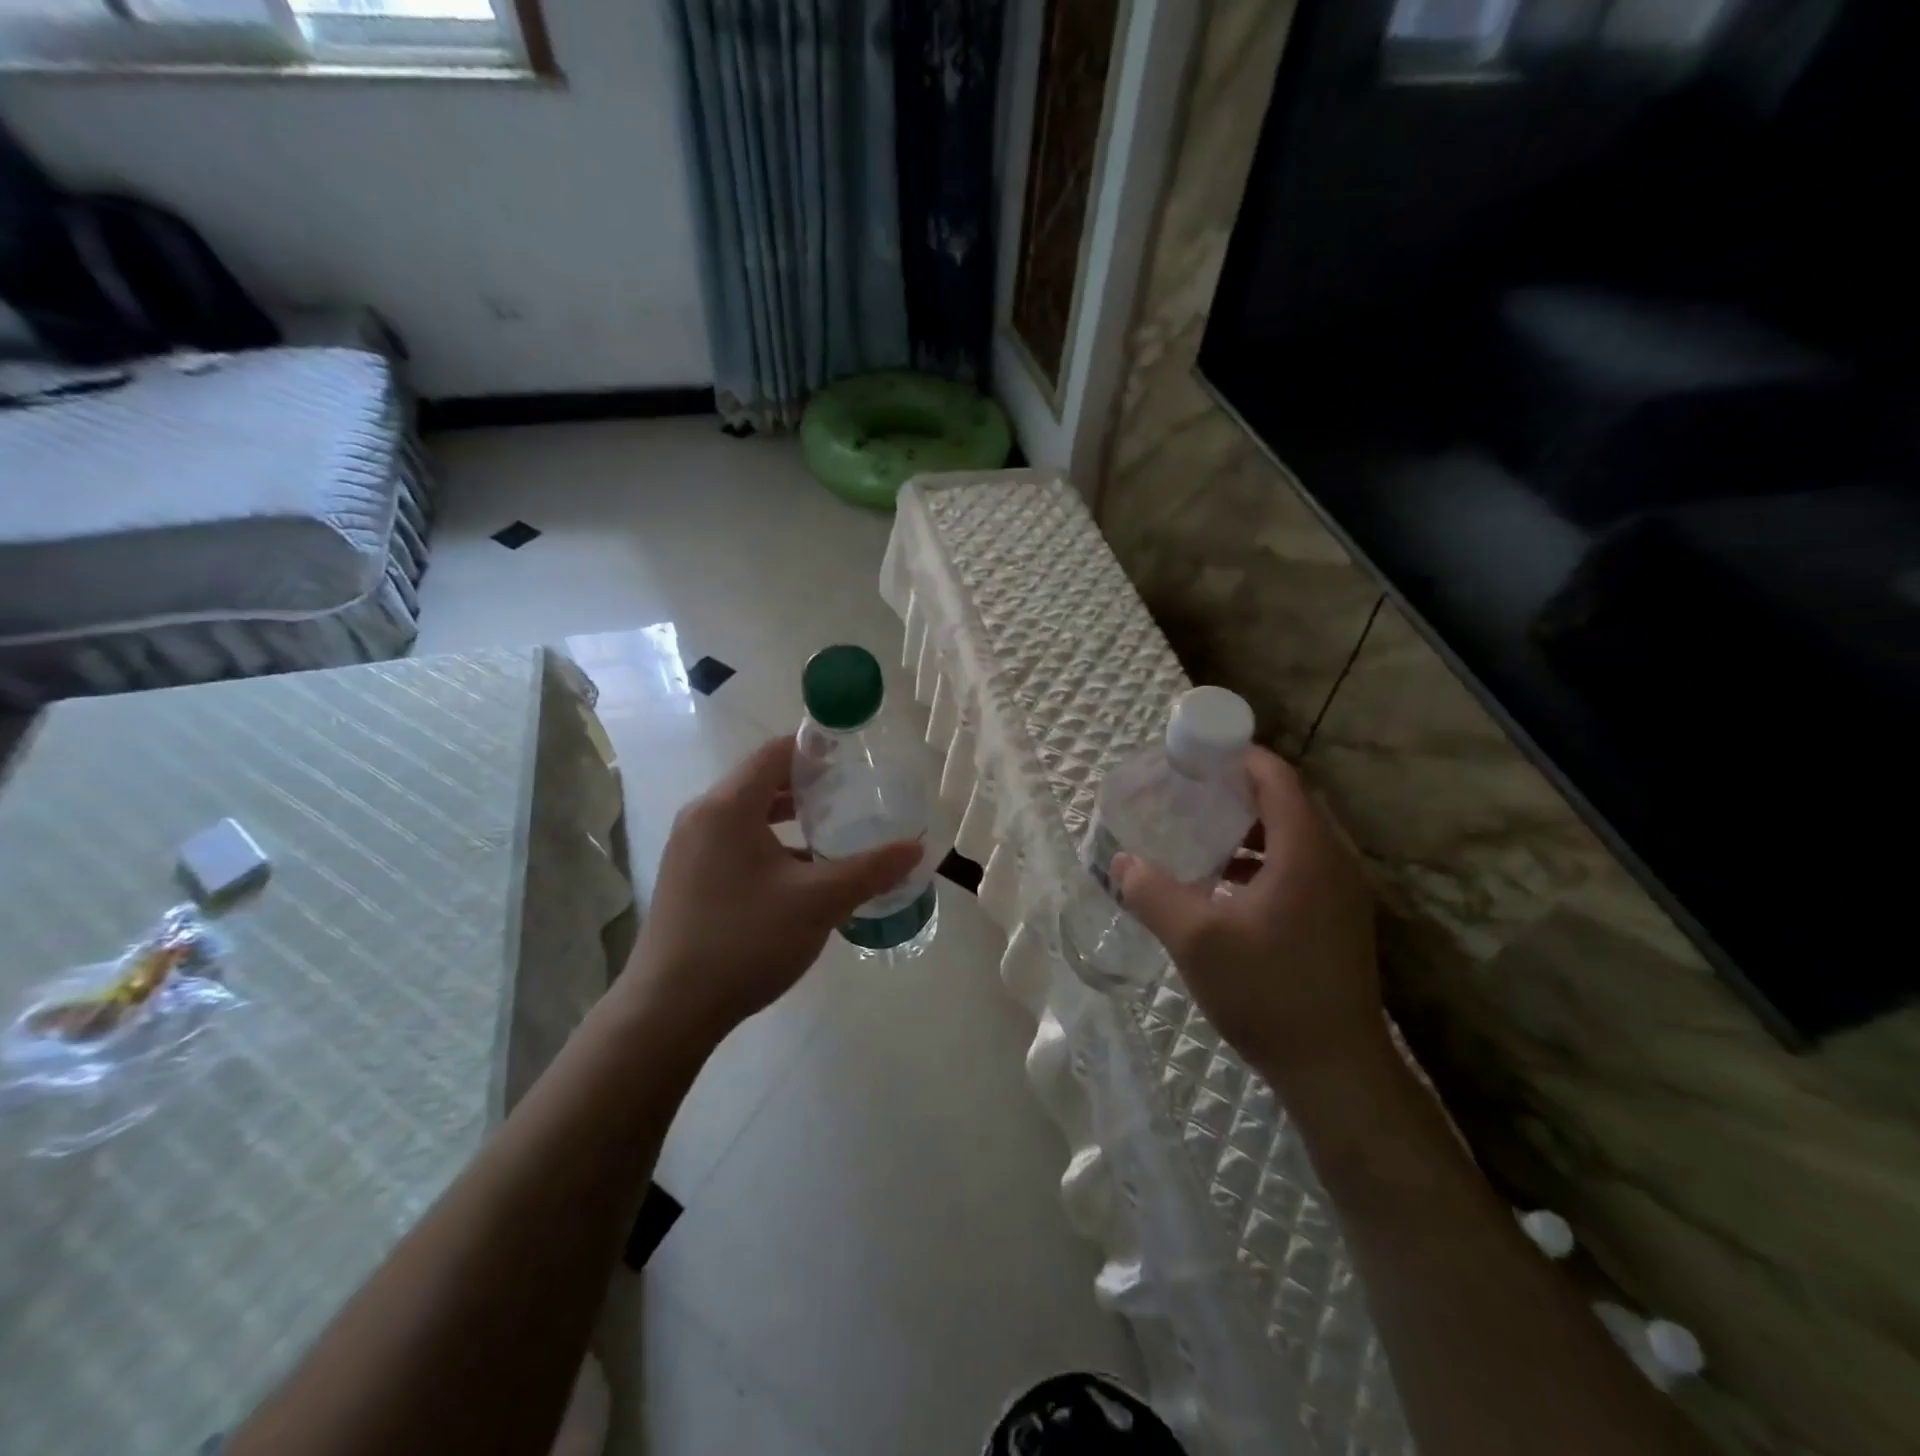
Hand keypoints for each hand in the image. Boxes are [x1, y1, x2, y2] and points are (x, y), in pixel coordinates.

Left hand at [618, 736, 919, 1041]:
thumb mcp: (818, 902)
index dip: (816, 749)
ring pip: (748, 816)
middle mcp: (702, 816)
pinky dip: (770, 845)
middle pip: (761, 781)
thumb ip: (870, 870)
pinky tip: (801, 874)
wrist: (669, 1010)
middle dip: (808, 785)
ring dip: (789, 817)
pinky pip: (735, 843)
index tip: (854, 757)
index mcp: (728, 806)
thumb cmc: (745, 940)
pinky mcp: (687, 878)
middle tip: (853, 793)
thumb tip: (917, 848)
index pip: (775, 753)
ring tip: (833, 830)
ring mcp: (690, 849)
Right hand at [1113, 746, 1385, 1096]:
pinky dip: (1261, 859)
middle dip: (1237, 790)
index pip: (1277, 778)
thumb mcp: (1196, 940)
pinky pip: (1299, 866)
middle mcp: (1333, 861)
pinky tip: (1224, 885)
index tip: (1196, 755)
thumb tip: (1122, 863)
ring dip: (1248, 828)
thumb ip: (1153, 893)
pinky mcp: (1338, 919)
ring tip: (1200, 832)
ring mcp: (1341, 893)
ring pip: (1293, 837)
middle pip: (1286, 802)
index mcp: (1306, 852)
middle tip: (1188, 791)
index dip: (1238, 757)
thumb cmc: (1268, 993)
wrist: (1336, 1070)